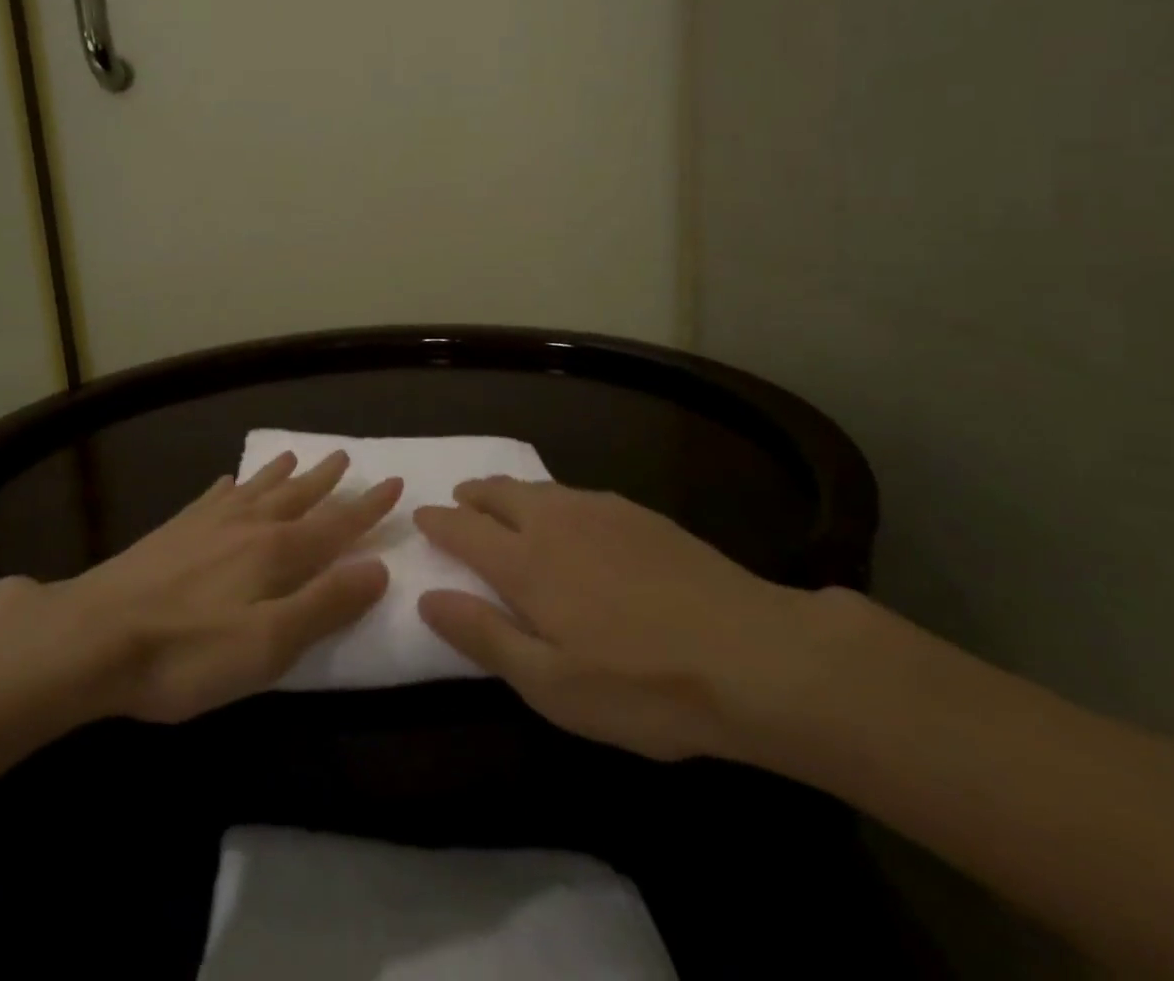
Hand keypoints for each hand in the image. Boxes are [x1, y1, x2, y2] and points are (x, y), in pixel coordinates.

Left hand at [52, 451, 399, 723]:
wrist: (91, 637)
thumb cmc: (187, 652)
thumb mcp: (268, 643)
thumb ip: (325, 604)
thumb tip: (379, 567)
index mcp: (277, 553)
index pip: (336, 525)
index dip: (368, 507)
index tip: (394, 482)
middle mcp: (247, 526)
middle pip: (296, 497)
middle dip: (325, 480)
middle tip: (344, 456)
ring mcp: (206, 525)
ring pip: (255, 490)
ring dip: (280, 474)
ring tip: (296, 456)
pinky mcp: (172, 533)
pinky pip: (211, 498)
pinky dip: (228, 487)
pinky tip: (227, 481)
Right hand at [414, 479, 817, 761]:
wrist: (752, 654)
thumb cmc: (641, 685)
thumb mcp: (551, 685)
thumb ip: (484, 636)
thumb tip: (426, 597)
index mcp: (525, 561)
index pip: (464, 529)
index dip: (438, 522)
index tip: (421, 516)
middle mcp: (555, 521)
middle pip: (499, 494)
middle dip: (472, 495)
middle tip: (459, 499)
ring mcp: (600, 510)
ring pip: (539, 488)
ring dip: (511, 492)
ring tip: (503, 501)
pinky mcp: (639, 514)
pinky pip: (577, 494)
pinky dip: (553, 498)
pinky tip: (569, 515)